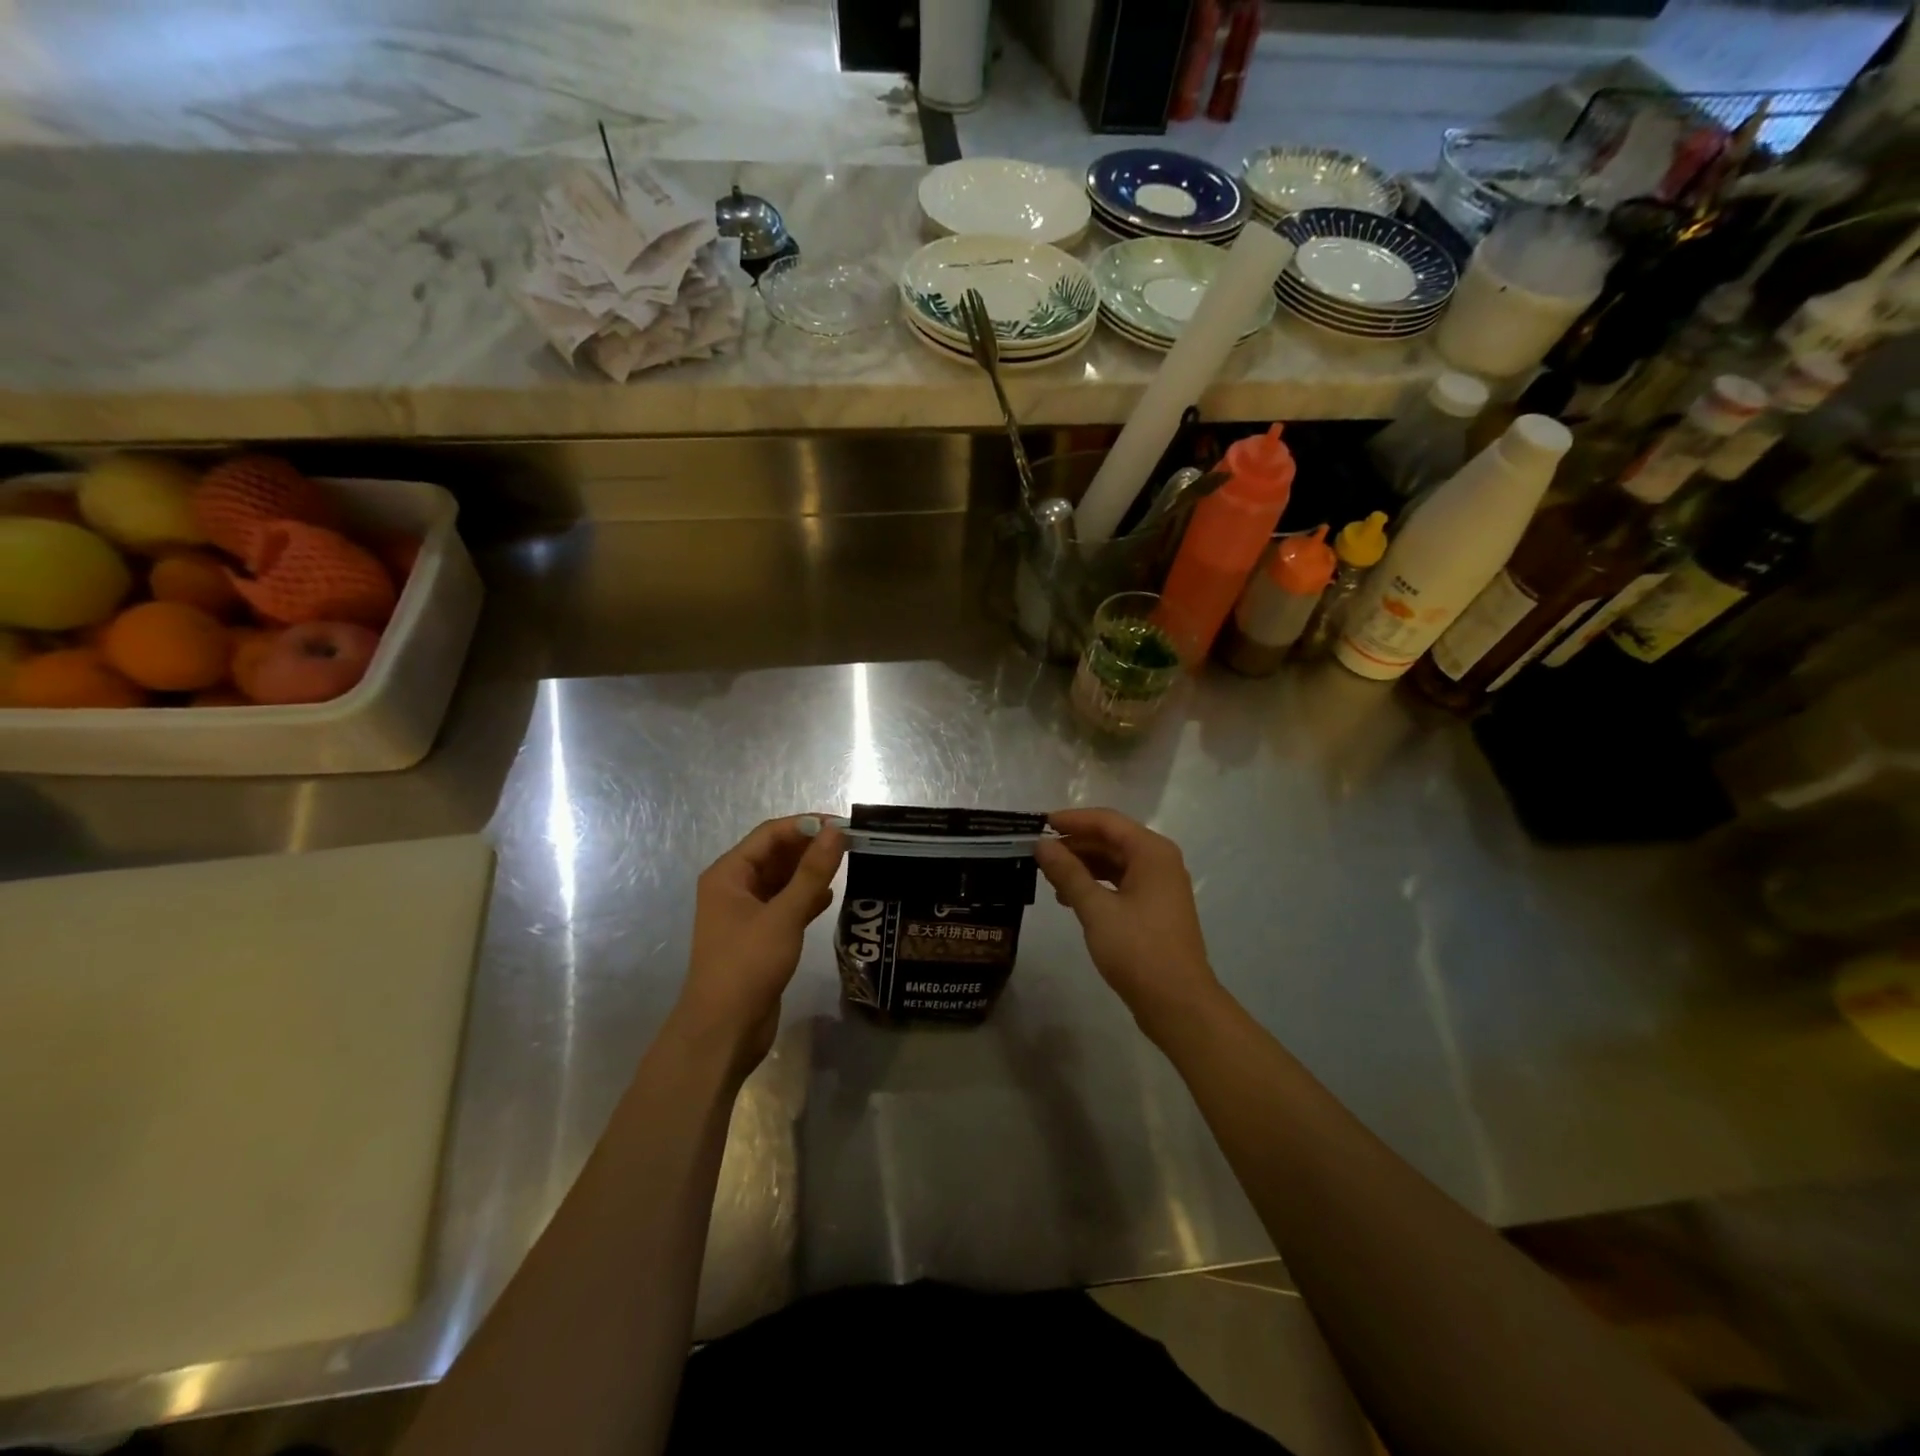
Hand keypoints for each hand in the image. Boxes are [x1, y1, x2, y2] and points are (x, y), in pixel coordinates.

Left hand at [677, 815, 844, 1075]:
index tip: (843, 825)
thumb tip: (836, 832)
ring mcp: (745, 913)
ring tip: (847, 866)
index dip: (806, 825)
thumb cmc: (748, 965)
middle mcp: (734, 888)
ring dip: (810, 873)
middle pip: (775, 855)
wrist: (723, 1031)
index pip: (770, 834)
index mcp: (728, 874)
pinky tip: (830, 898)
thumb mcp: (784, 915)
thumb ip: (812, 872)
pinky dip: (806, 899)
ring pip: (782, 881)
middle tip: (851, 845)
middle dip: (810, 847)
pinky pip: (785, 905)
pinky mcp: (759, 936)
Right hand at [1035, 808, 1224, 1040]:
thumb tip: (1042, 844)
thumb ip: (1068, 873)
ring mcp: (1160, 886)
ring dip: (1083, 866)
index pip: (1107, 821)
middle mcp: (1159, 862)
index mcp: (1152, 852)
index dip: (1072, 820)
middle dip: (1075, 844)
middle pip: (1111, 840)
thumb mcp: (1096, 909)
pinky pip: (1121, 883)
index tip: (1039, 824)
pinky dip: (1095, 885)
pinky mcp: (1155, 908)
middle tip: (1039, 853)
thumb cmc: (1138, 950)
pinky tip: (1070, 898)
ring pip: (1115, 862)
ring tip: (1049, 877)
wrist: (1178, 1003)